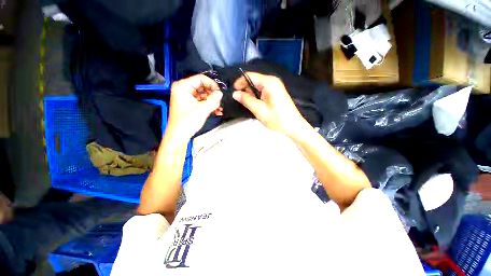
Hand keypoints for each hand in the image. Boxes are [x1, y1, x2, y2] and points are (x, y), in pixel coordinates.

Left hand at [167, 74, 222, 140]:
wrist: (179, 135)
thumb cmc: (187, 121)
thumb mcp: (202, 110)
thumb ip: (213, 100)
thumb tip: (221, 93)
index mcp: (183, 86)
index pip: (200, 79)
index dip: (212, 84)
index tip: (220, 92)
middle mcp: (184, 89)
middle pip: (203, 87)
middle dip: (213, 95)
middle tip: (220, 101)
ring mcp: (188, 97)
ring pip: (204, 95)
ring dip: (213, 101)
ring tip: (219, 108)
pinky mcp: (191, 104)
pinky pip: (202, 101)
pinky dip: (209, 105)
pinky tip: (217, 111)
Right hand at [233, 72, 307, 136]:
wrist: (294, 127)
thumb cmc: (277, 119)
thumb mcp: (259, 110)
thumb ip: (246, 100)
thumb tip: (235, 93)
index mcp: (269, 82)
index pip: (249, 76)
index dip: (239, 82)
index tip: (233, 92)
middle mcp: (272, 81)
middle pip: (253, 80)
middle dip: (245, 89)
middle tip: (240, 101)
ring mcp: (275, 87)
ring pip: (257, 86)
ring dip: (251, 94)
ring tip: (248, 105)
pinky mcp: (276, 93)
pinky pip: (263, 91)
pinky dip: (257, 97)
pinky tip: (256, 105)